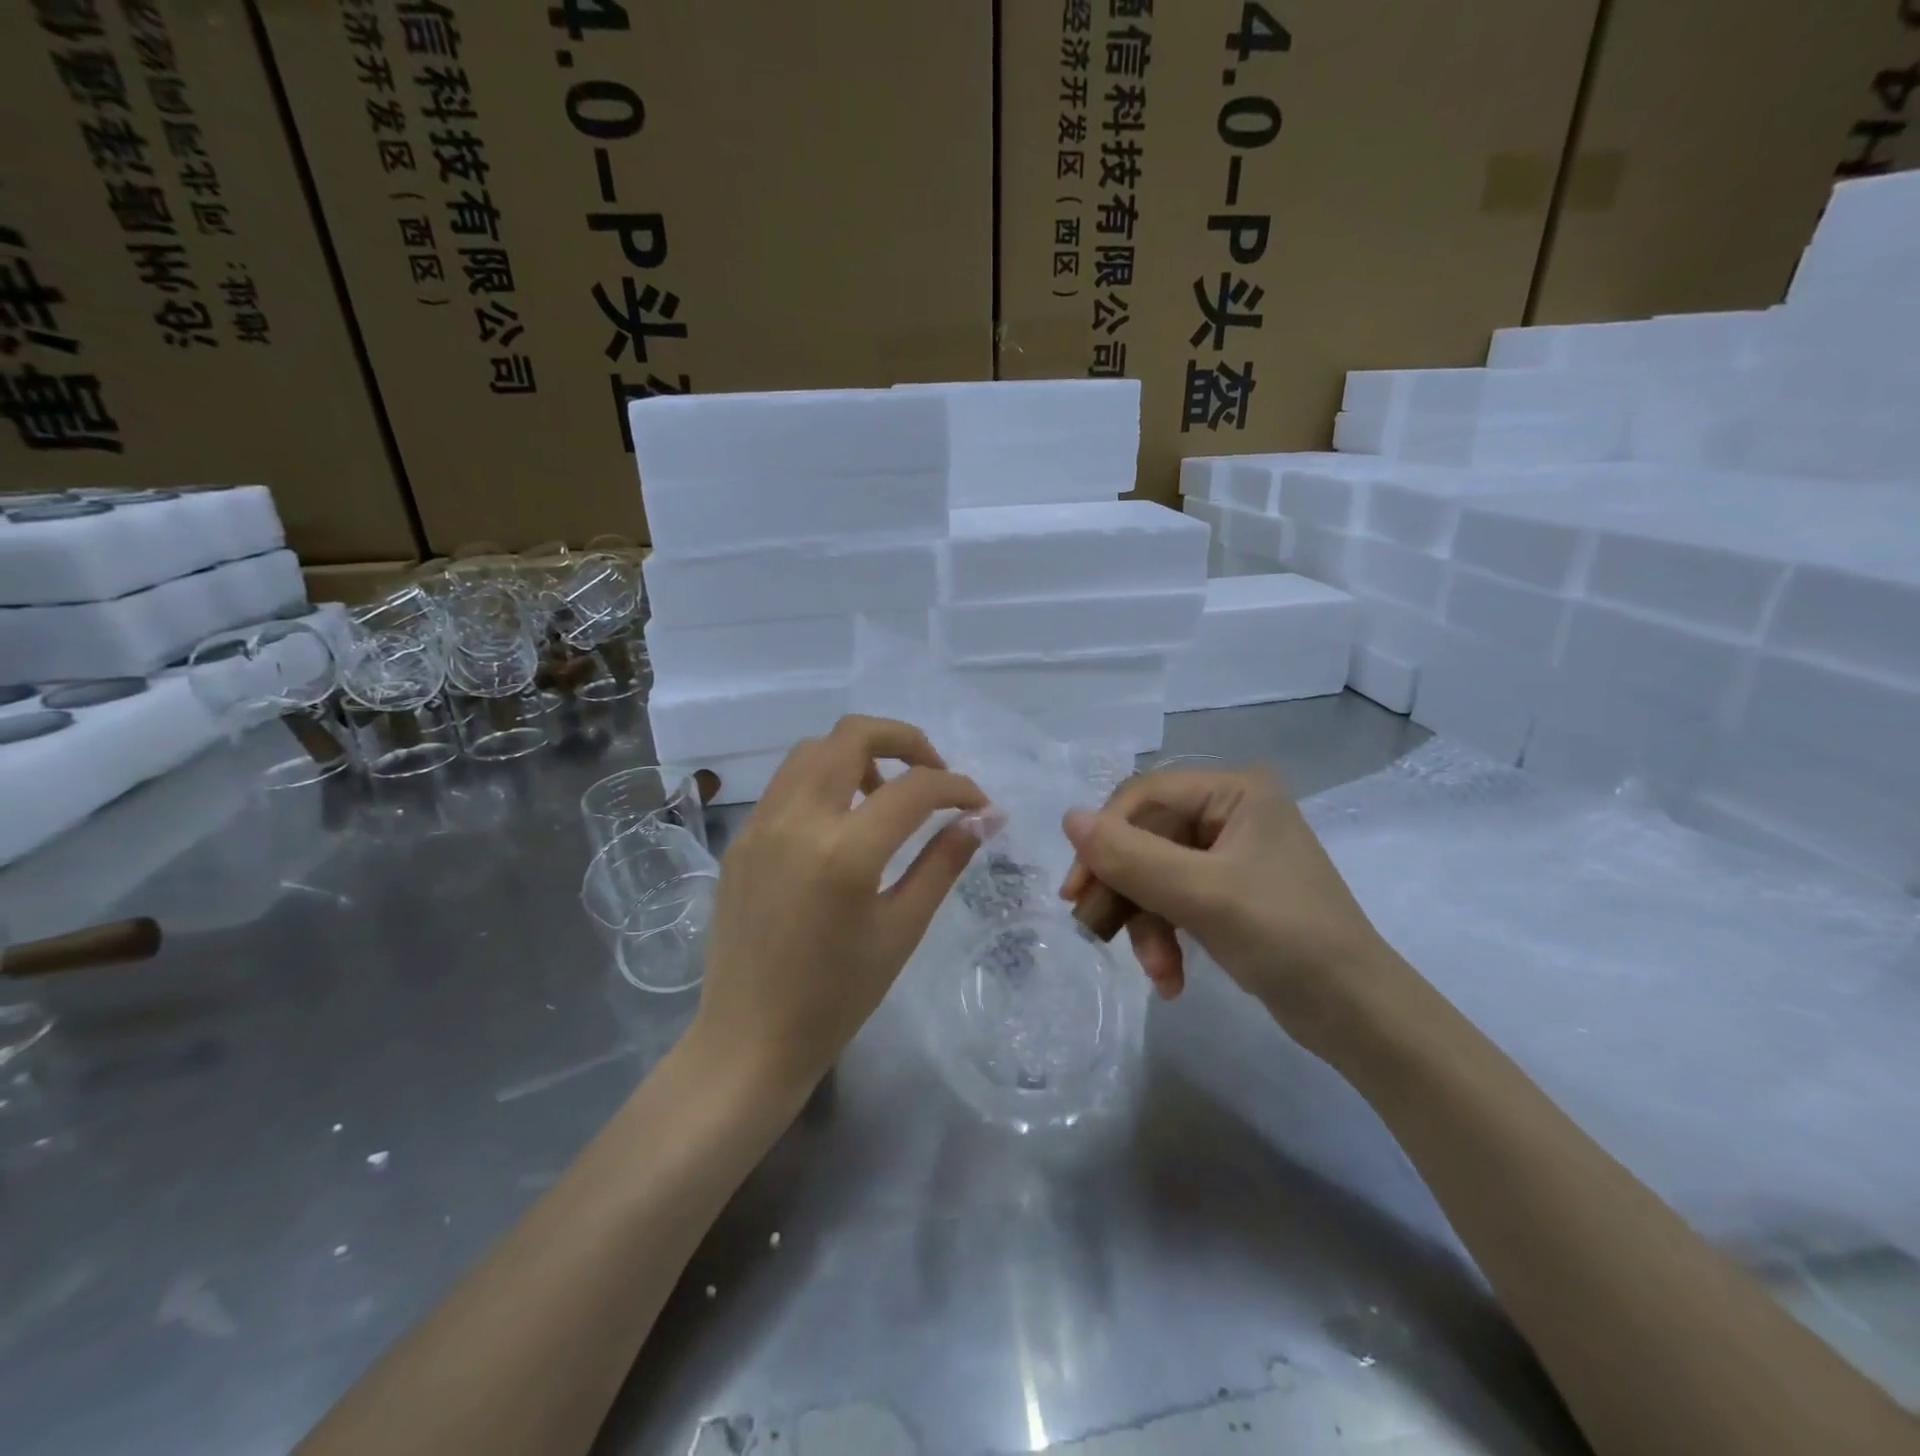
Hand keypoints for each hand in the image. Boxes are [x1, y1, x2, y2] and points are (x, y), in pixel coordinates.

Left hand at [695, 715, 986, 1097]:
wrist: (749, 1040)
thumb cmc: (837, 997)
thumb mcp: (902, 929)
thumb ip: (944, 862)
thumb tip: (983, 818)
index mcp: (844, 852)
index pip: (915, 788)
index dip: (957, 787)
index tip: (978, 804)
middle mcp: (796, 820)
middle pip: (853, 734)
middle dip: (906, 741)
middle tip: (932, 776)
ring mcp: (760, 824)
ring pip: (813, 749)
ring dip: (859, 754)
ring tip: (885, 796)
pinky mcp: (740, 837)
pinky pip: (787, 783)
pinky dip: (824, 779)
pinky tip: (842, 822)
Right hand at [1059, 766, 1398, 1035]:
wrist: (1359, 1016)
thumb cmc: (1288, 938)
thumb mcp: (1203, 895)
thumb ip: (1132, 857)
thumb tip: (1067, 816)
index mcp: (1235, 791)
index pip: (1144, 797)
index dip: (1104, 837)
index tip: (1076, 890)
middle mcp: (1231, 811)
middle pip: (1146, 838)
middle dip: (1127, 892)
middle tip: (1095, 930)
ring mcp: (1229, 854)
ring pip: (1154, 875)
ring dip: (1146, 925)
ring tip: (1157, 972)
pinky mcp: (1228, 892)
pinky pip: (1174, 900)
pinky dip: (1166, 937)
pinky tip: (1170, 979)